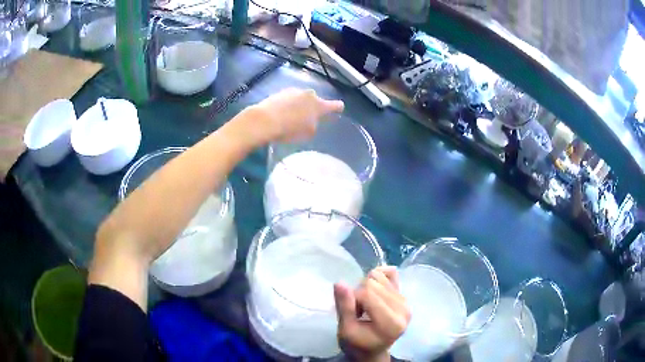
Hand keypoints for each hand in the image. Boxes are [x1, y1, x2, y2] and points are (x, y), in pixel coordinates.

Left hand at [244, 88, 343, 144]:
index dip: (337, 108)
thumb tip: (311, 121)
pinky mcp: (280, 92)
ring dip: (299, 106)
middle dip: (312, 108)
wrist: (264, 120)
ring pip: (301, 99)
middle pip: (315, 100)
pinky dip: (287, 105)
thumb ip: (314, 125)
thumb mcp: (307, 133)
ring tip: (290, 118)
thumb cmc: (289, 129)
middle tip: (306, 119)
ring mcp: (294, 91)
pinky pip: (289, 99)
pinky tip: (280, 115)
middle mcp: (309, 94)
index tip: (339, 108)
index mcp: (319, 105)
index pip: (335, 105)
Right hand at [334, 266, 410, 361]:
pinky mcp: (404, 295)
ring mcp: (406, 301)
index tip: (351, 313)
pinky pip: (391, 273)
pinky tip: (373, 292)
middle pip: (373, 283)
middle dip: (359, 293)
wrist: (372, 350)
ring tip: (366, 305)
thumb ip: (344, 307)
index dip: (352, 298)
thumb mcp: (345, 331)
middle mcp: (403, 309)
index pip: (367, 294)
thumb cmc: (357, 344)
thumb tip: (339, 283)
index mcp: (391, 322)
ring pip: (379, 276)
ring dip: (366, 288)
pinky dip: (378, 277)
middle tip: (358, 311)